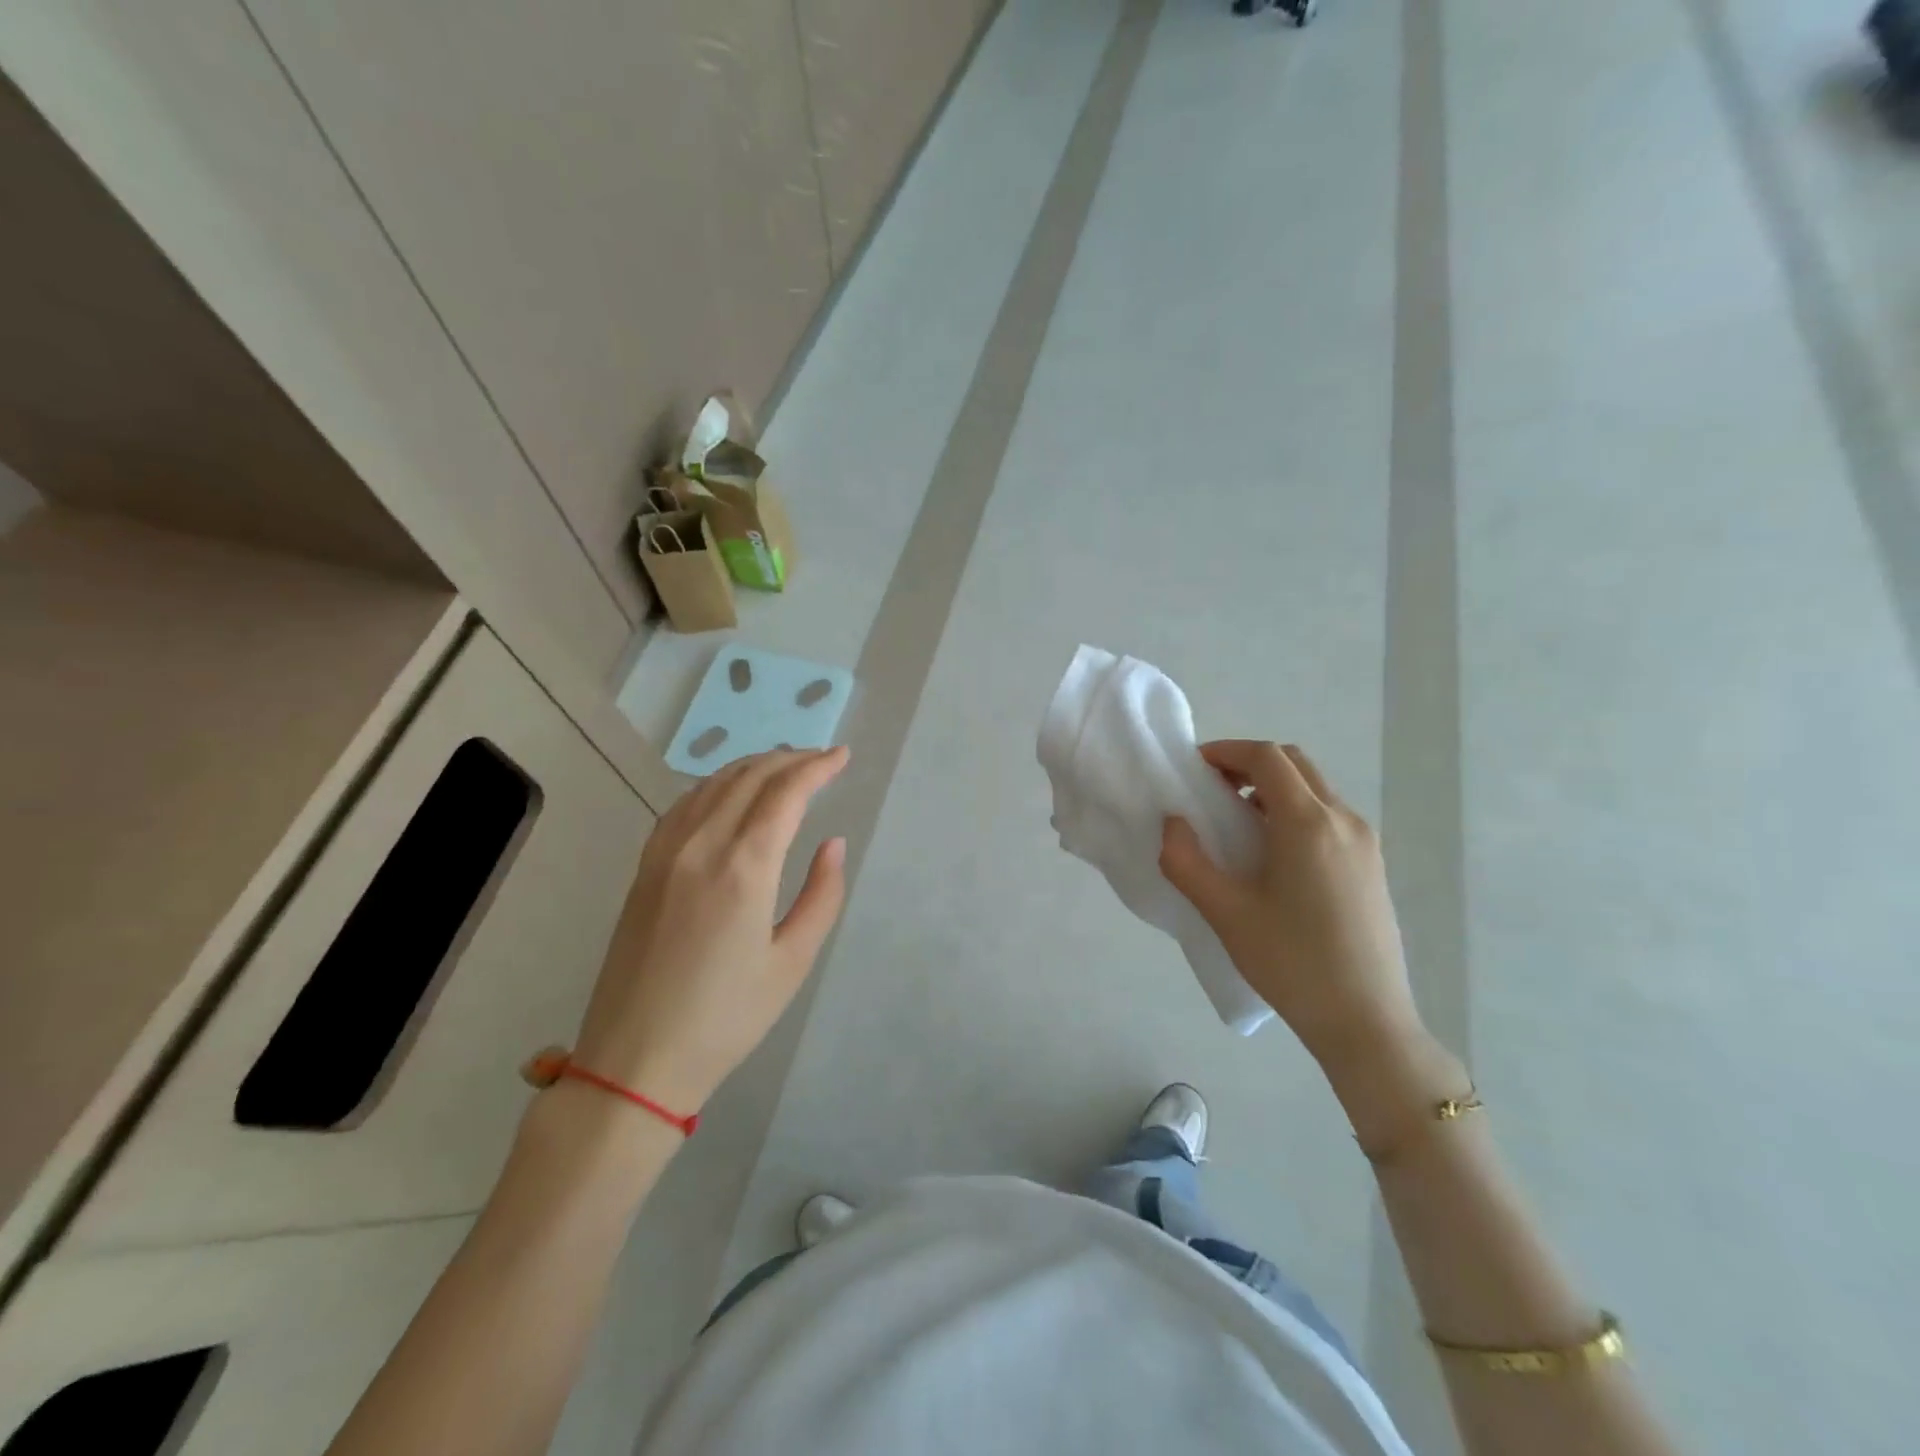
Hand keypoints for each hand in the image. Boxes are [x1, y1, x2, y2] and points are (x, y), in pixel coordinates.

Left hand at [570, 747, 849, 1112]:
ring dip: (754, 766)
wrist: (635, 1059)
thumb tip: (833, 843)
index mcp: (743, 867)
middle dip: (791, 760)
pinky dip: (716, 785)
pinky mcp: (645, 867)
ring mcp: (666, 852)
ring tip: (785, 768)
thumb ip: (821, 895)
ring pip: (713, 784)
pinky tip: (730, 793)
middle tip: (822, 759)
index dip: (817, 767)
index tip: (843, 757)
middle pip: (750, 777)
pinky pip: (685, 804)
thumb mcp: (792, 962)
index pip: (785, 793)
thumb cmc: (726, 1017)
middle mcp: (701, 845)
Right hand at [1158, 741, 1425, 1072]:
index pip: (1267, 758)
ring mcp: (1365, 842)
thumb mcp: (1224, 912)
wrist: (1366, 1022)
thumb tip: (1173, 823)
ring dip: (1272, 787)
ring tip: (1236, 820)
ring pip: (1314, 789)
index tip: (1193, 767)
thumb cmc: (1290, 962)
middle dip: (1249, 763)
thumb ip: (1186, 861)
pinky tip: (1272, 853)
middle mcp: (1343, 820)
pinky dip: (1294, 810)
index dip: (1226, 751)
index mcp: (1308, 823)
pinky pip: (1328, 816)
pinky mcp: (1372, 865)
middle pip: (1294, 764)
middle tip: (1211, 788)